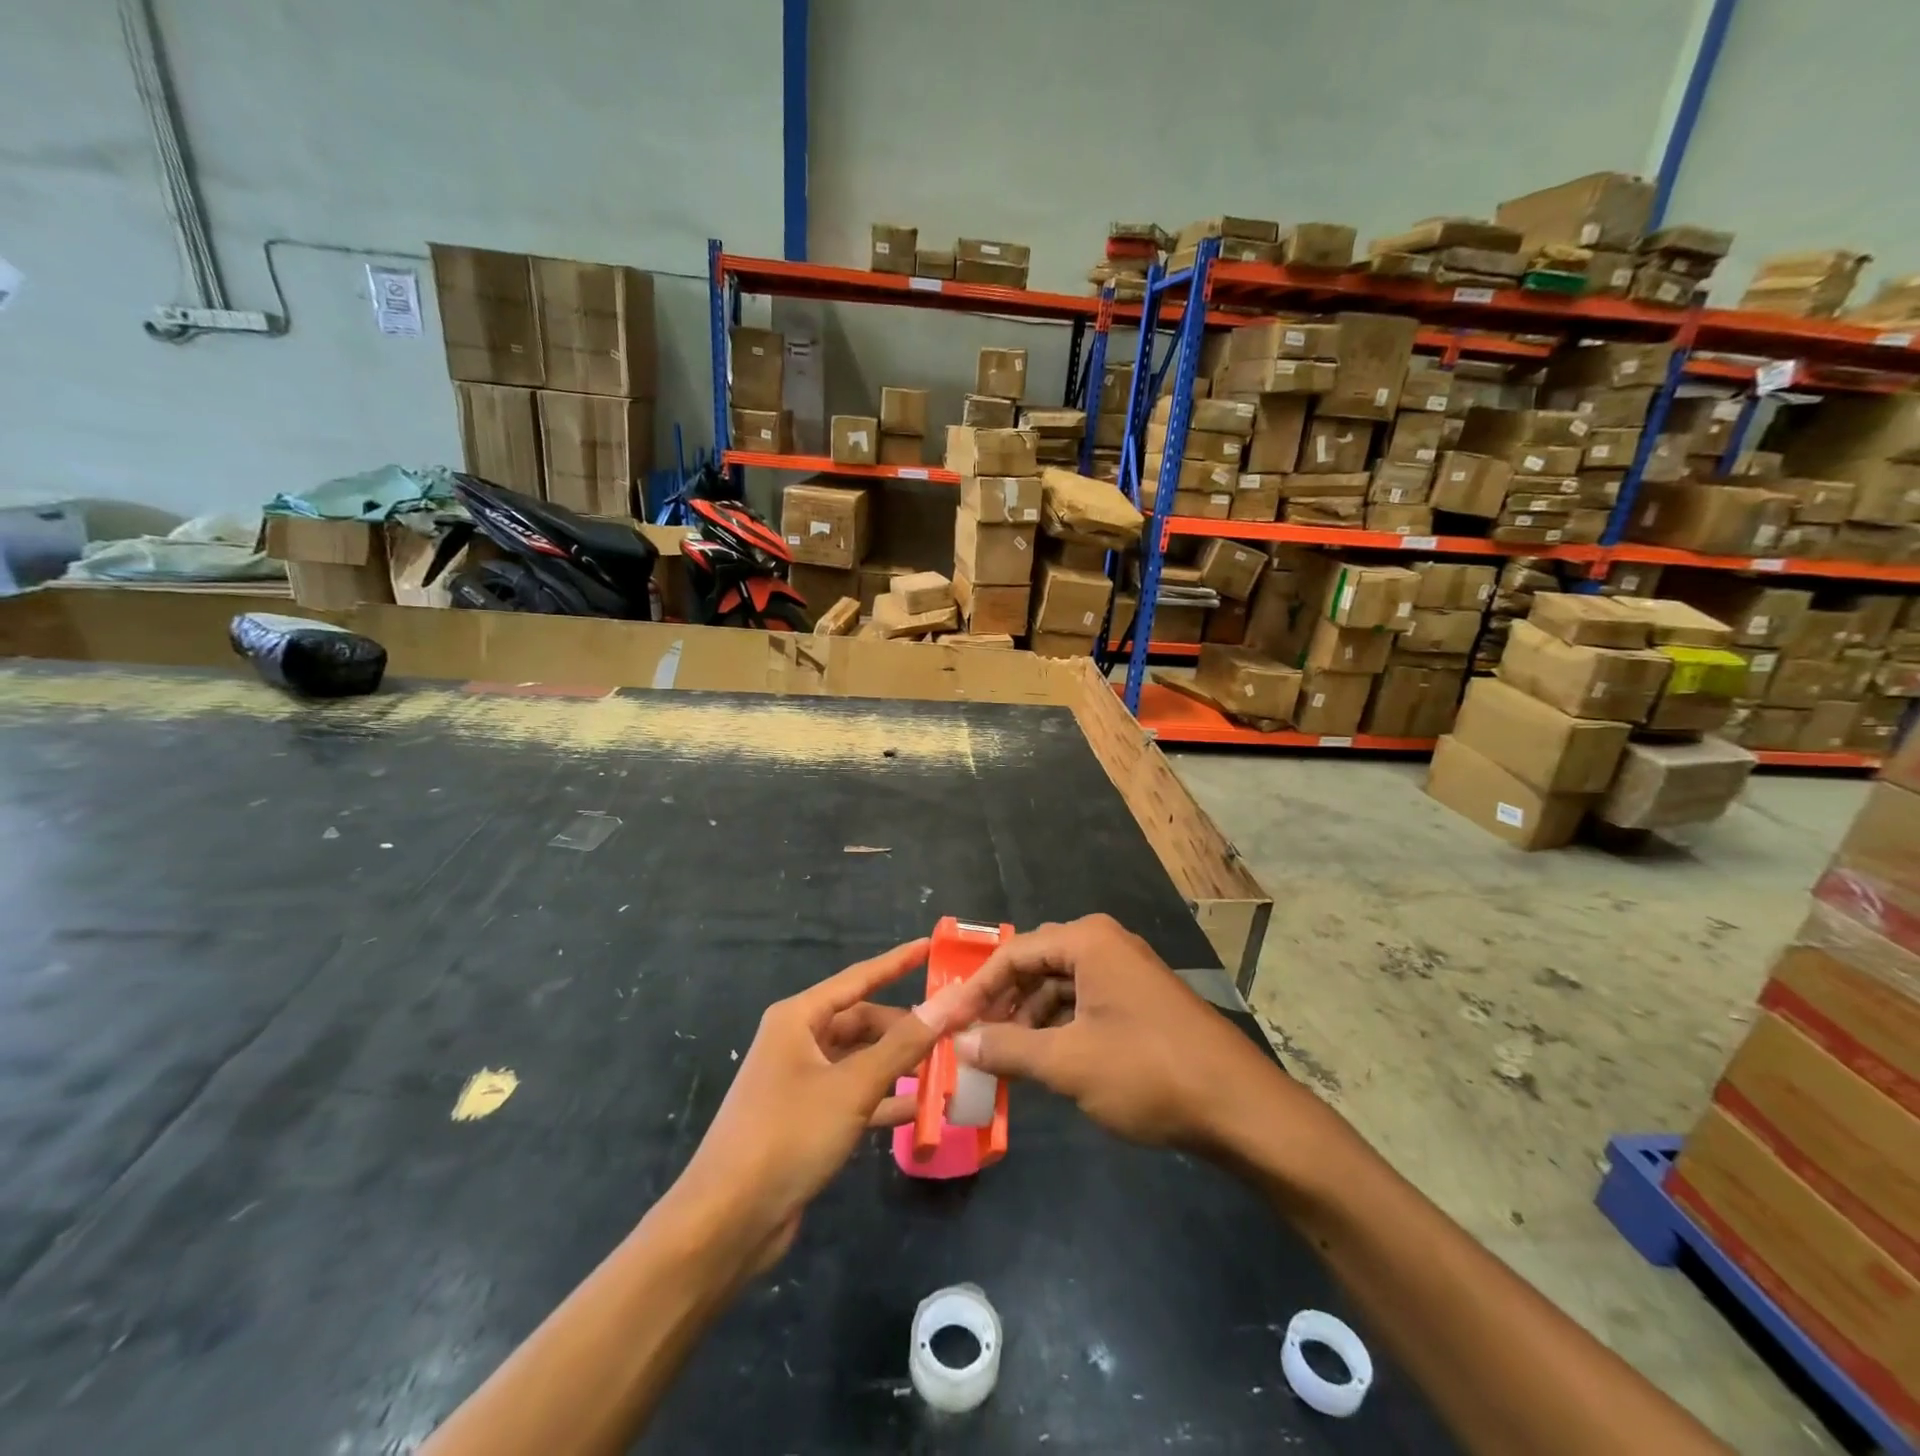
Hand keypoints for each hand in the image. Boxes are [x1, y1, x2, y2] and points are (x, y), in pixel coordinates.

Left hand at [668, 938, 997, 1277]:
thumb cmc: (787, 1135)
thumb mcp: (852, 1086)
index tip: (931, 947)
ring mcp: (800, 1082)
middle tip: (952, 1031)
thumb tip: (948, 1002)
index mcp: (798, 1018)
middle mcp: (798, 1042)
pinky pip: (853, 1097)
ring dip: (898, 1066)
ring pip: (860, 1061)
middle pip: (861, 1022)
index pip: (858, 979)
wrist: (726, 1222)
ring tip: (946, 1068)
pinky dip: (883, 1100)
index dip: (896, 963)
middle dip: (904, 1027)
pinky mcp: (805, 1120)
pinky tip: (919, 1112)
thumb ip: (903, 1045)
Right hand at [955, 914, 1292, 1152]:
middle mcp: (1104, 944)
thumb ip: (1007, 1049)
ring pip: (1058, 987)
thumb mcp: (1068, 1062)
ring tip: (1001, 1057)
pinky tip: (1042, 1060)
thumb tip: (960, 1043)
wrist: (1238, 1106)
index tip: (946, 1021)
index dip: (975, 989)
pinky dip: (1057, 1028)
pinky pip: (1083, 1003)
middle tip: (971, 1038)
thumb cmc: (1146, 1071)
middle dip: (1001, 1002)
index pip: (1012, 953)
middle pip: (1035, 965)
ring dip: (1028, 1019)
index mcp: (1087, 941)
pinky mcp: (1139, 1000)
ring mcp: (1125, 972)